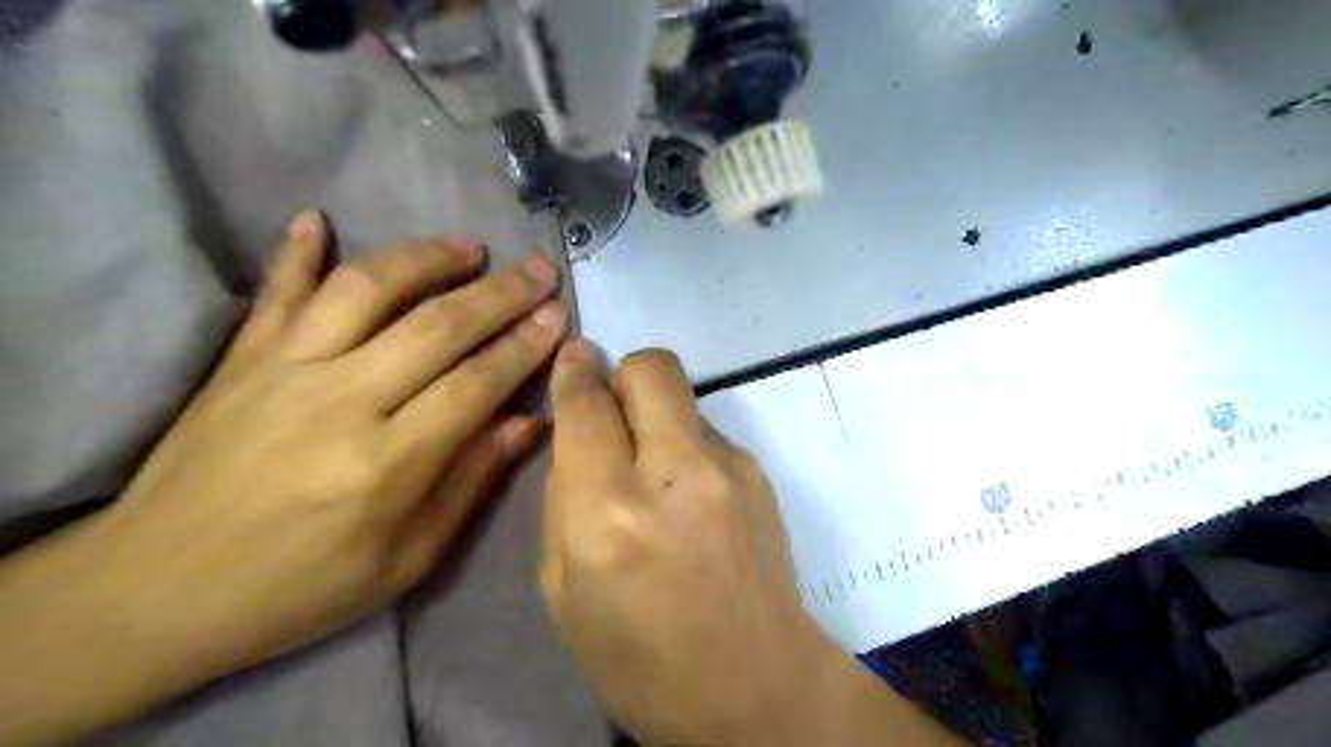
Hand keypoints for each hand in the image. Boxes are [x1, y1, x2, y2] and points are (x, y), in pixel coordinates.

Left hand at [0, 212, 565, 746]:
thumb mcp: (407, 559)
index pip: (477, 382)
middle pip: (437, 326)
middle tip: (538, 269)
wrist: (153, 593)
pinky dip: (297, 250)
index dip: (525, 344)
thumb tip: (529, 421)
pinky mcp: (240, 359)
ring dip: (425, 259)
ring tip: (469, 247)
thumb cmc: (300, 588)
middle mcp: (340, 401)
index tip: (559, 314)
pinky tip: (318, 218)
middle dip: (500, 293)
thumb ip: (471, 481)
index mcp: (387, 463)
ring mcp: (283, 370)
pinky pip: (275, 291)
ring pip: (367, 289)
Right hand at [536, 347, 828, 743]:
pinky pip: (707, 430)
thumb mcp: (562, 591)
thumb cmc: (639, 658)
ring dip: (656, 416)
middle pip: (650, 367)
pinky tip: (690, 498)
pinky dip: (687, 446)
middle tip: (613, 413)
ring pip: (682, 395)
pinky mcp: (759, 472)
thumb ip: (563, 499)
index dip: (574, 372)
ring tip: (655, 475)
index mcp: (609, 512)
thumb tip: (577, 432)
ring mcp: (728, 467)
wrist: (754, 688)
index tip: (574, 359)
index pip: (587, 404)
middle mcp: (674, 473)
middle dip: (622, 374)